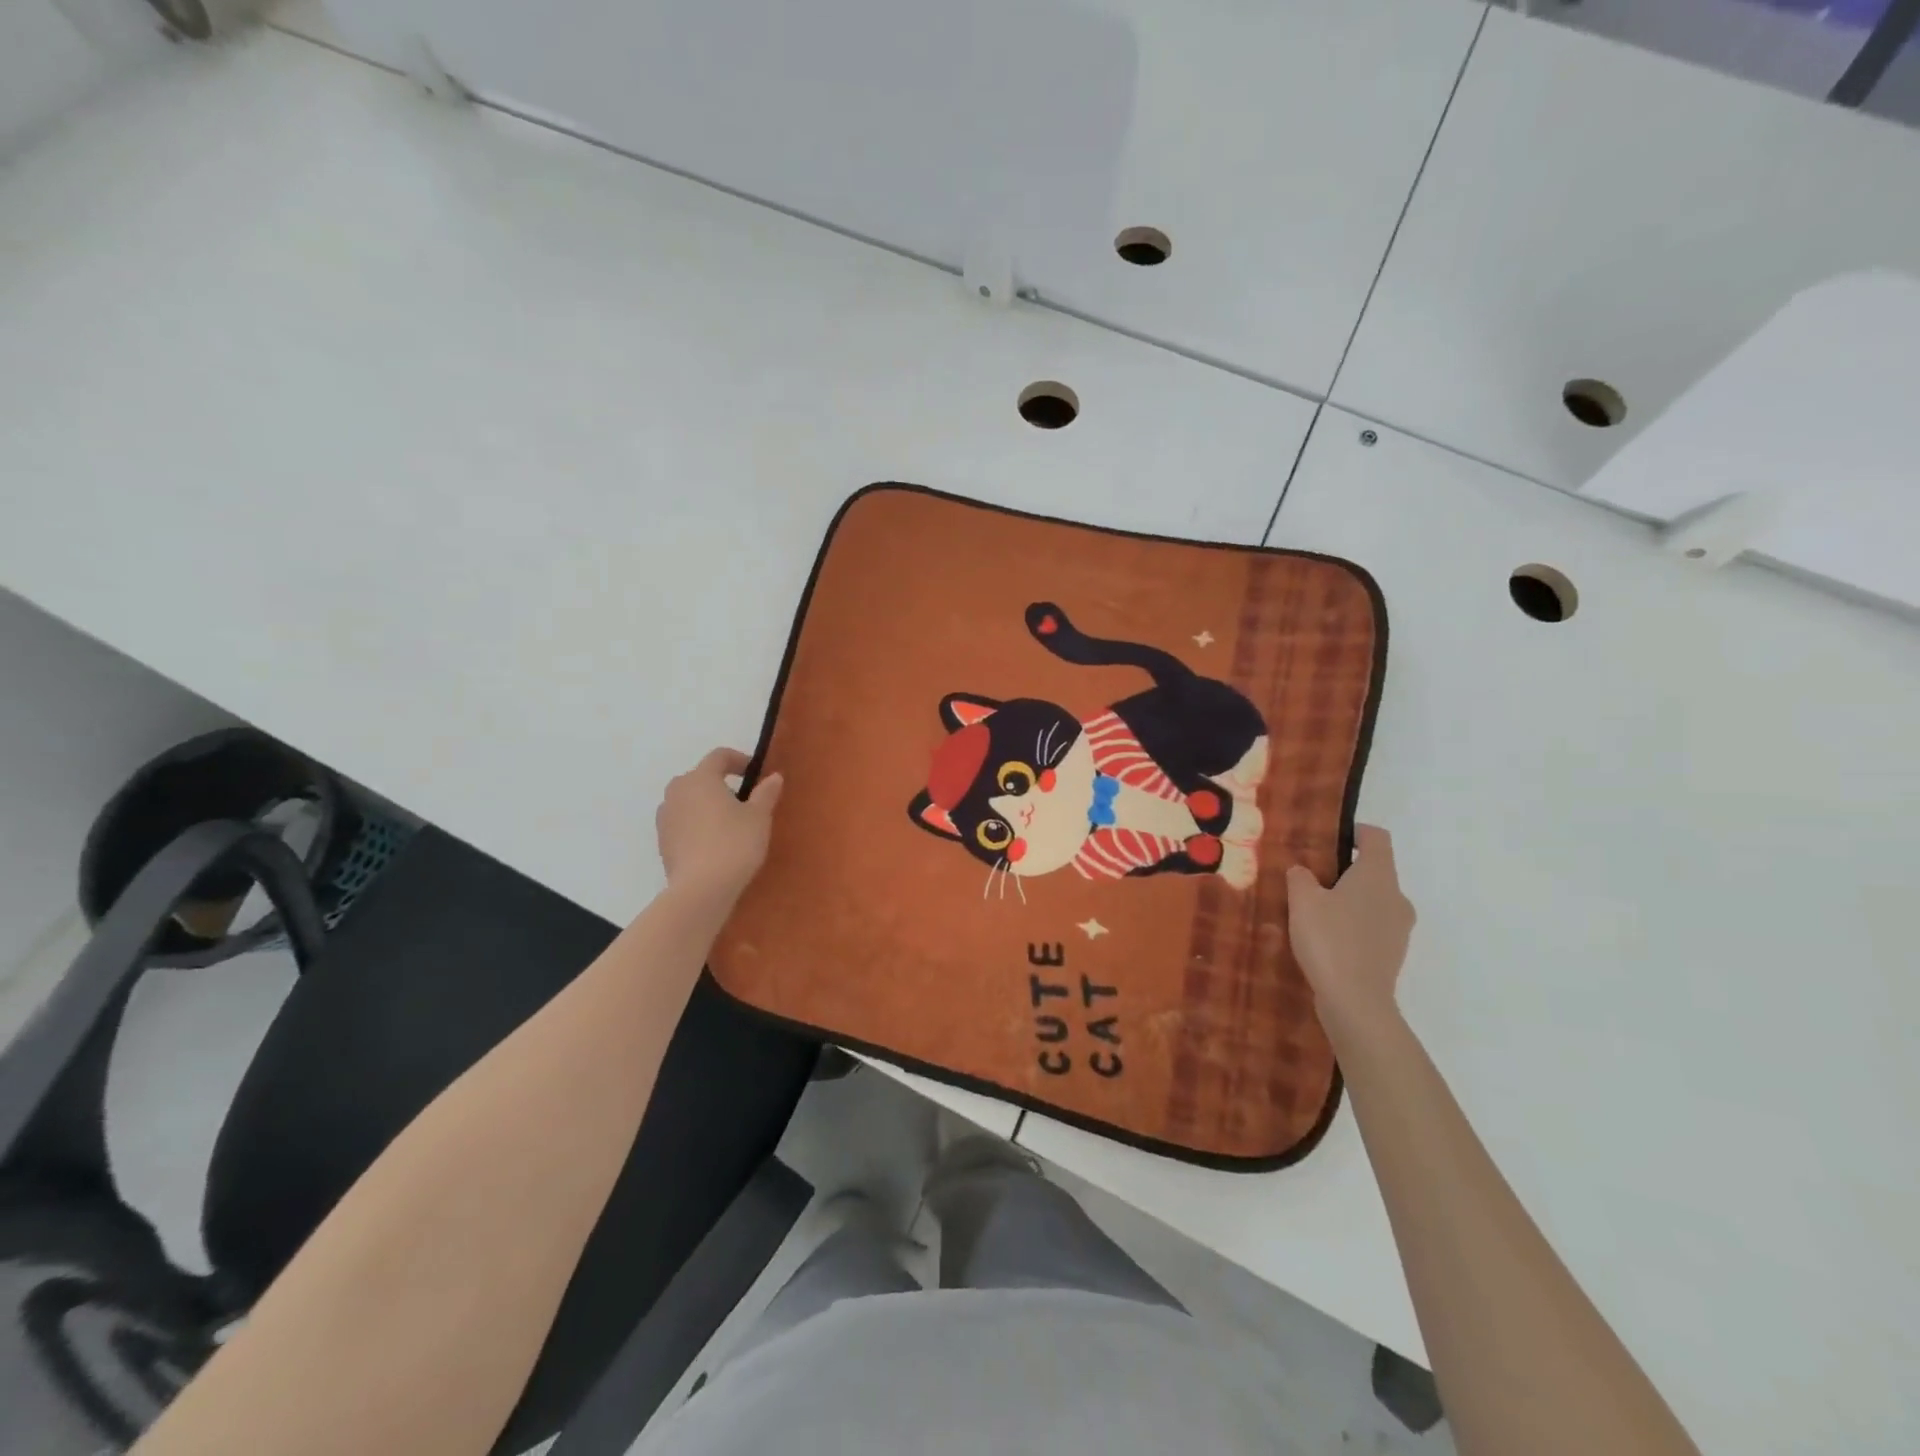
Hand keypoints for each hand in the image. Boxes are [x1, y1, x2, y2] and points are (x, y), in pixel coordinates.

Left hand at [655, 748, 783, 905]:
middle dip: (720, 784)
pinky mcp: (662, 841)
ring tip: (727, 824)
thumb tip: (773, 777)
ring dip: (706, 805)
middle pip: (700, 777)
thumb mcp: (759, 817)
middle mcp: (677, 791)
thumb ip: (765, 793)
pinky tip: (713, 844)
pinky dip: (696, 825)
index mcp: (700, 778)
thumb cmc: (734, 844)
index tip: (754, 773)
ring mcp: (665, 817)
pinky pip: (682, 822)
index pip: (719, 756)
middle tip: (742, 801)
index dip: (738, 760)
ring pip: (688, 801)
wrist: (700, 889)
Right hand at [1285, 825, 1414, 1037]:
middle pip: (1374, 870)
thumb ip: (1300, 877)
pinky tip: (1325, 939)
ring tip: (1314, 912)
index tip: (1329, 839)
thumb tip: (1303, 871)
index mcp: (1378, 876)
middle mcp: (1397, 896)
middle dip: (1344, 870)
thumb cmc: (1330, 940)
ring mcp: (1399, 927)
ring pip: (1373, 900)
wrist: (1356, 1002)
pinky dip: (1352, 924)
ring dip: (1348, 900)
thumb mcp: (1302, 901)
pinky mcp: (1393, 953)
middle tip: (1310, 879)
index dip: (1355, 832)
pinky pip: (1372, 926)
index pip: (1377, 838)